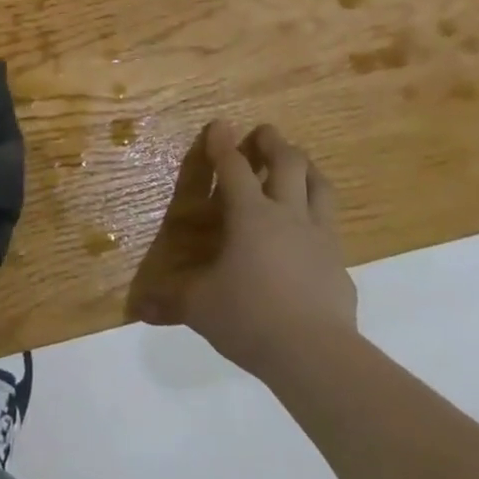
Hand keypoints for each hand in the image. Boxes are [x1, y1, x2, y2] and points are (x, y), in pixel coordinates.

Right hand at [135, 121, 357, 378]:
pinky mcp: (339, 264)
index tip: (219, 125)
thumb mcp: (200, 308)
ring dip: (306, 168)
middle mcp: (288, 215)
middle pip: (288, 162)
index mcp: (250, 215)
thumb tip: (139, 308)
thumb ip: (171, 301)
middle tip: (263, 133)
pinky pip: (332, 227)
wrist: (316, 354)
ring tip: (297, 164)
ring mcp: (320, 237)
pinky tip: (312, 231)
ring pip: (320, 186)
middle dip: (273, 142)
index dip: (223, 144)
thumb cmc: (250, 317)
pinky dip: (320, 217)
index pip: (234, 167)